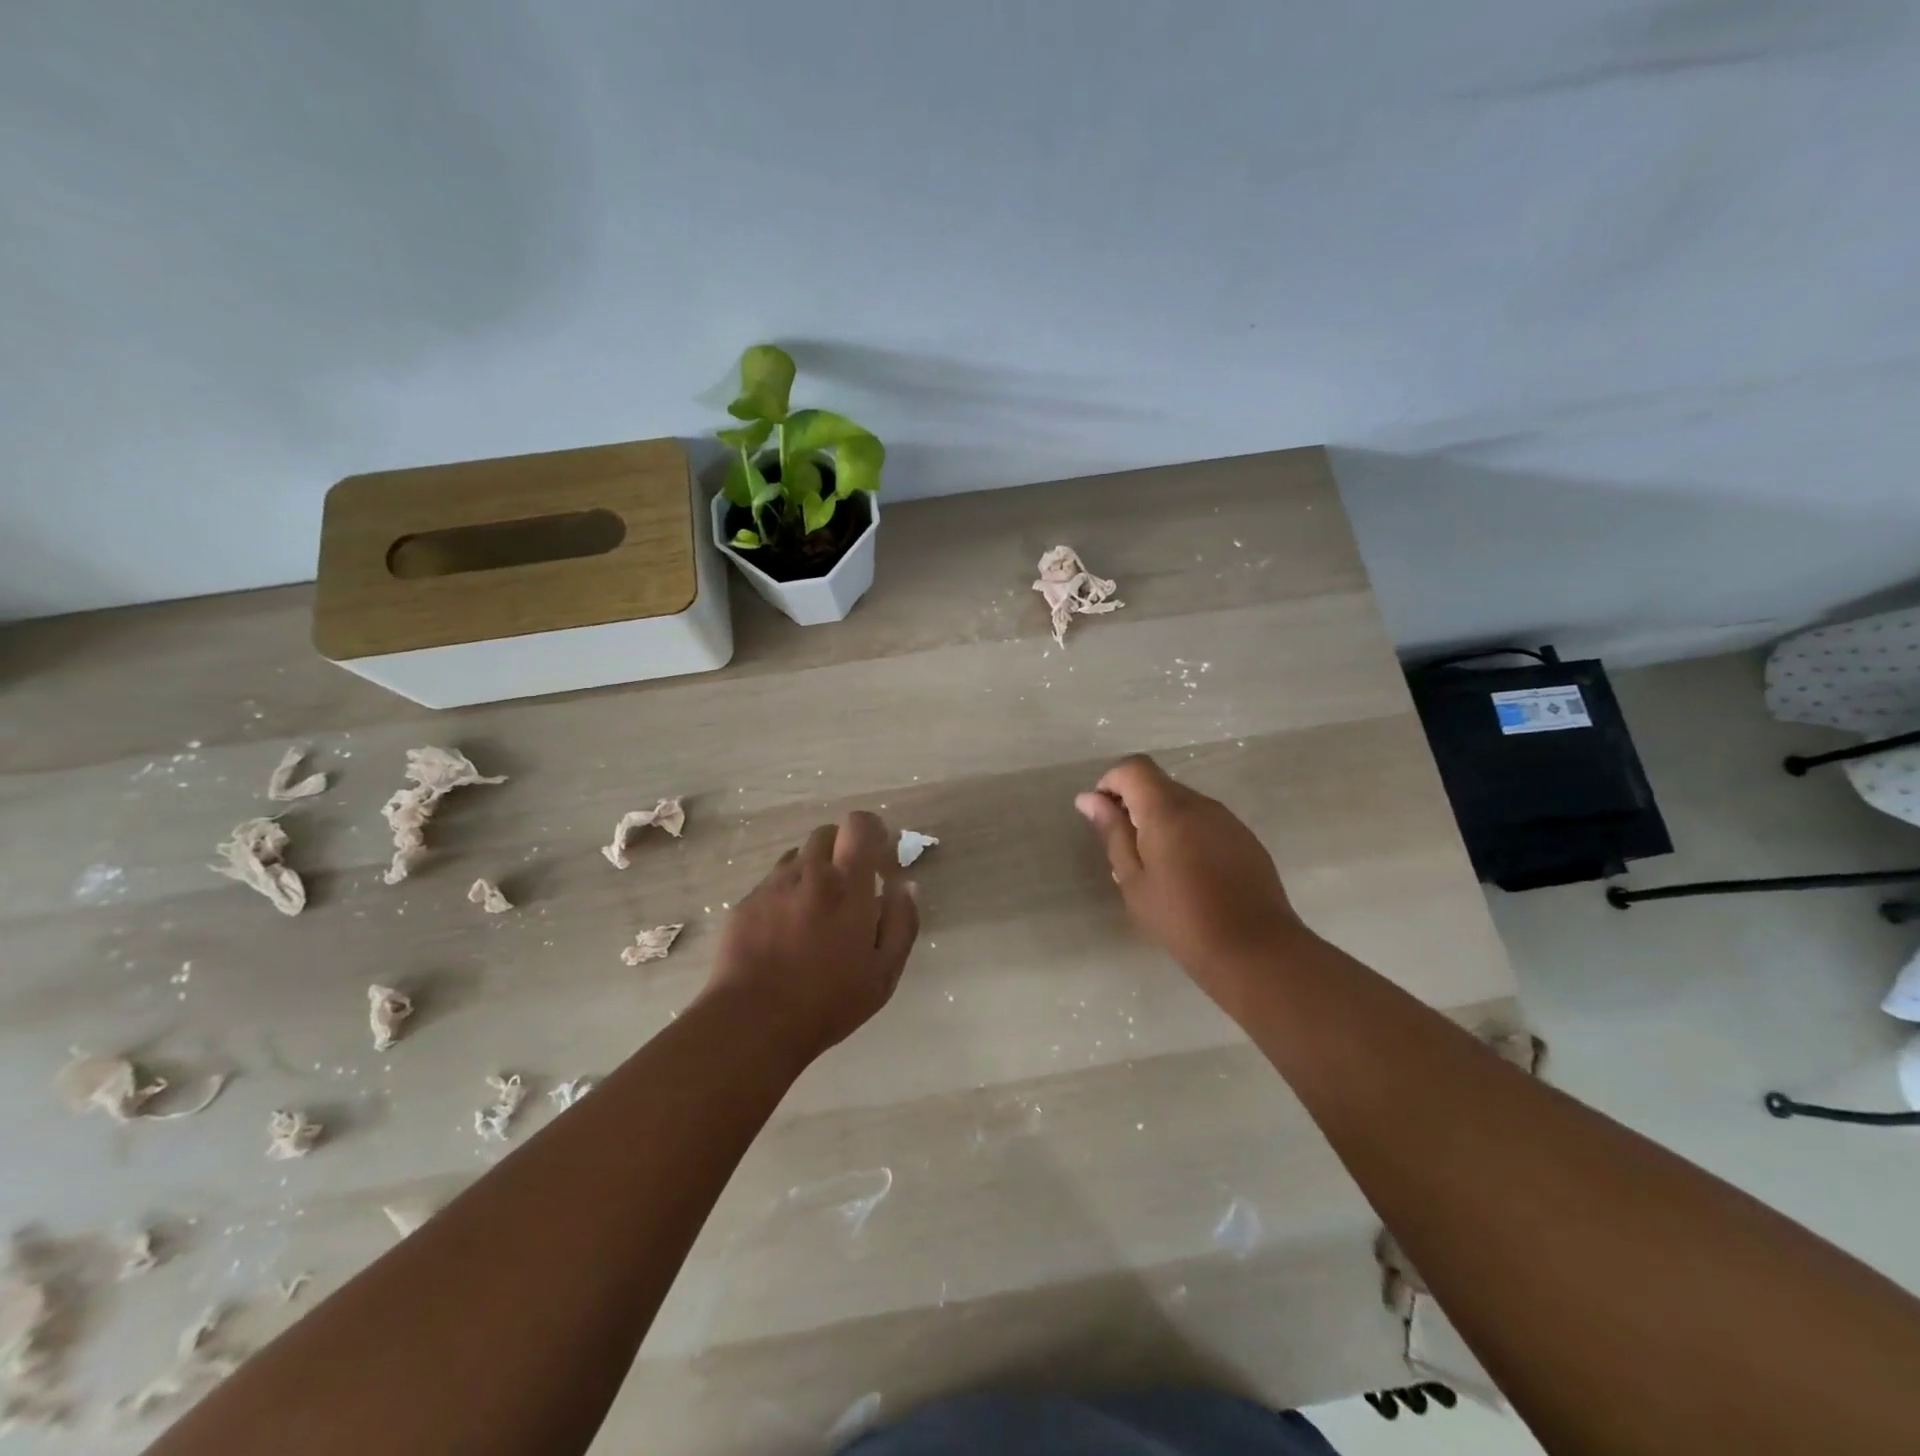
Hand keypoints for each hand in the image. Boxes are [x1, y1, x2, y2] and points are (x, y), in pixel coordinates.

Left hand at [707, 810, 919, 1059]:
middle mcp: (809, 874)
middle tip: (849, 886)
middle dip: (842, 849)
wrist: (752, 1022)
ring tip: (815, 911)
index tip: (878, 854)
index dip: (871, 830)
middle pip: (826, 834)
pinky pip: (771, 883)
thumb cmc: (828, 1002)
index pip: (859, 826)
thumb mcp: (883, 974)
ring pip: (797, 857)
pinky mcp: (745, 904)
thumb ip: (901, 923)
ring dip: (812, 871)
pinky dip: (785, 895)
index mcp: (847, 886)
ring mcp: (772, 887)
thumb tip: (905, 886)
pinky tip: (784, 931)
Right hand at [1076, 754, 1304, 986]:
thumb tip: (1089, 799)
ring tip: (1158, 867)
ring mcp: (1228, 820)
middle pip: (1158, 784)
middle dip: (1134, 805)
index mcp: (1167, 809)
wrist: (1256, 950)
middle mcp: (1200, 803)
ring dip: (1162, 821)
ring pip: (1183, 804)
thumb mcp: (1133, 880)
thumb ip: (1112, 833)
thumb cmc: (1181, 918)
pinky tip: (1190, 874)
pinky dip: (1188, 834)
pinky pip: (1206, 822)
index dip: (1111, 783)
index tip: (1104, 817)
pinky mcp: (1246, 839)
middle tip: (1126, 850)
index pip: (1134, 767)